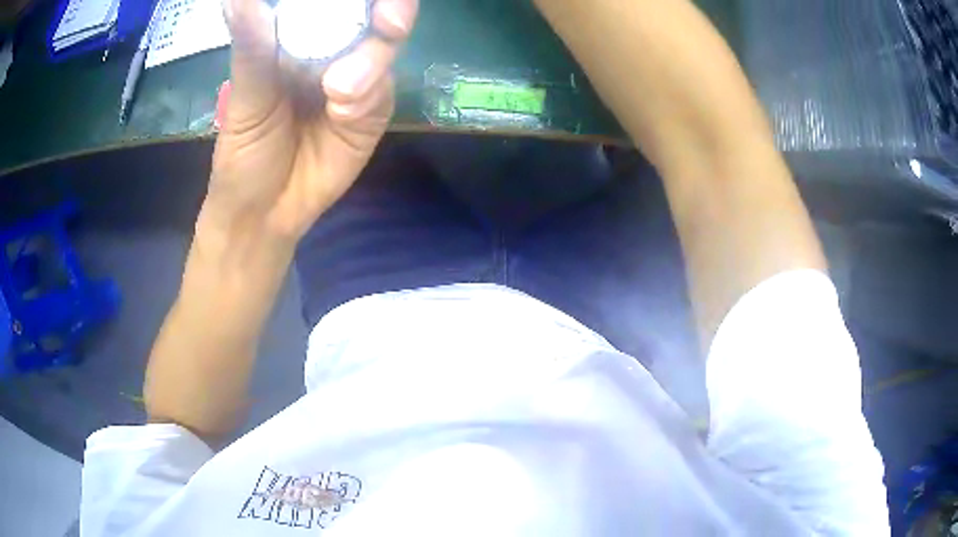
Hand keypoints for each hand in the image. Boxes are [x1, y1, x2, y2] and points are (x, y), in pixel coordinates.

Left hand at [203, 0, 418, 244]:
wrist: (266, 212)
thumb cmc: (244, 153)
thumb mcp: (246, 98)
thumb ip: (253, 46)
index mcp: (299, 36)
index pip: (337, 3)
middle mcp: (334, 48)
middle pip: (375, 16)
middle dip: (391, 12)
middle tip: (390, 20)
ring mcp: (359, 78)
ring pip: (385, 49)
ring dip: (371, 64)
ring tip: (338, 92)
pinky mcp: (373, 111)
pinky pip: (383, 91)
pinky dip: (369, 97)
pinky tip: (343, 113)